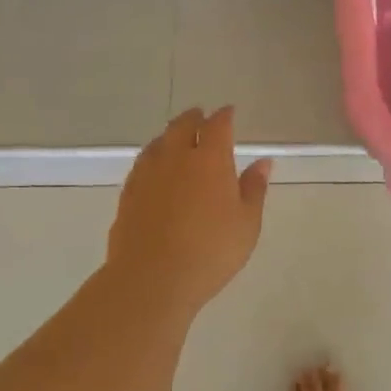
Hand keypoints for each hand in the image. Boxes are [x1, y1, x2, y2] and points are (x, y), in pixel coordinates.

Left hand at [106, 108, 271, 317]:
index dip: (224, 116)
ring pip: (159, 142)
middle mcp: (176, 157)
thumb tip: (263, 162)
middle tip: (201, 117)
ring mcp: (147, 174)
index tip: (229, 112)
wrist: (151, 279)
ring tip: (177, 138)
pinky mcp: (128, 193)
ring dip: (170, 135)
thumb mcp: (246, 223)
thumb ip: (254, 189)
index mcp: (209, 160)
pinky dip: (154, 157)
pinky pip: (143, 163)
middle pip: (182, 126)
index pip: (217, 126)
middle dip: (194, 118)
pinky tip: (156, 169)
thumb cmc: (210, 251)